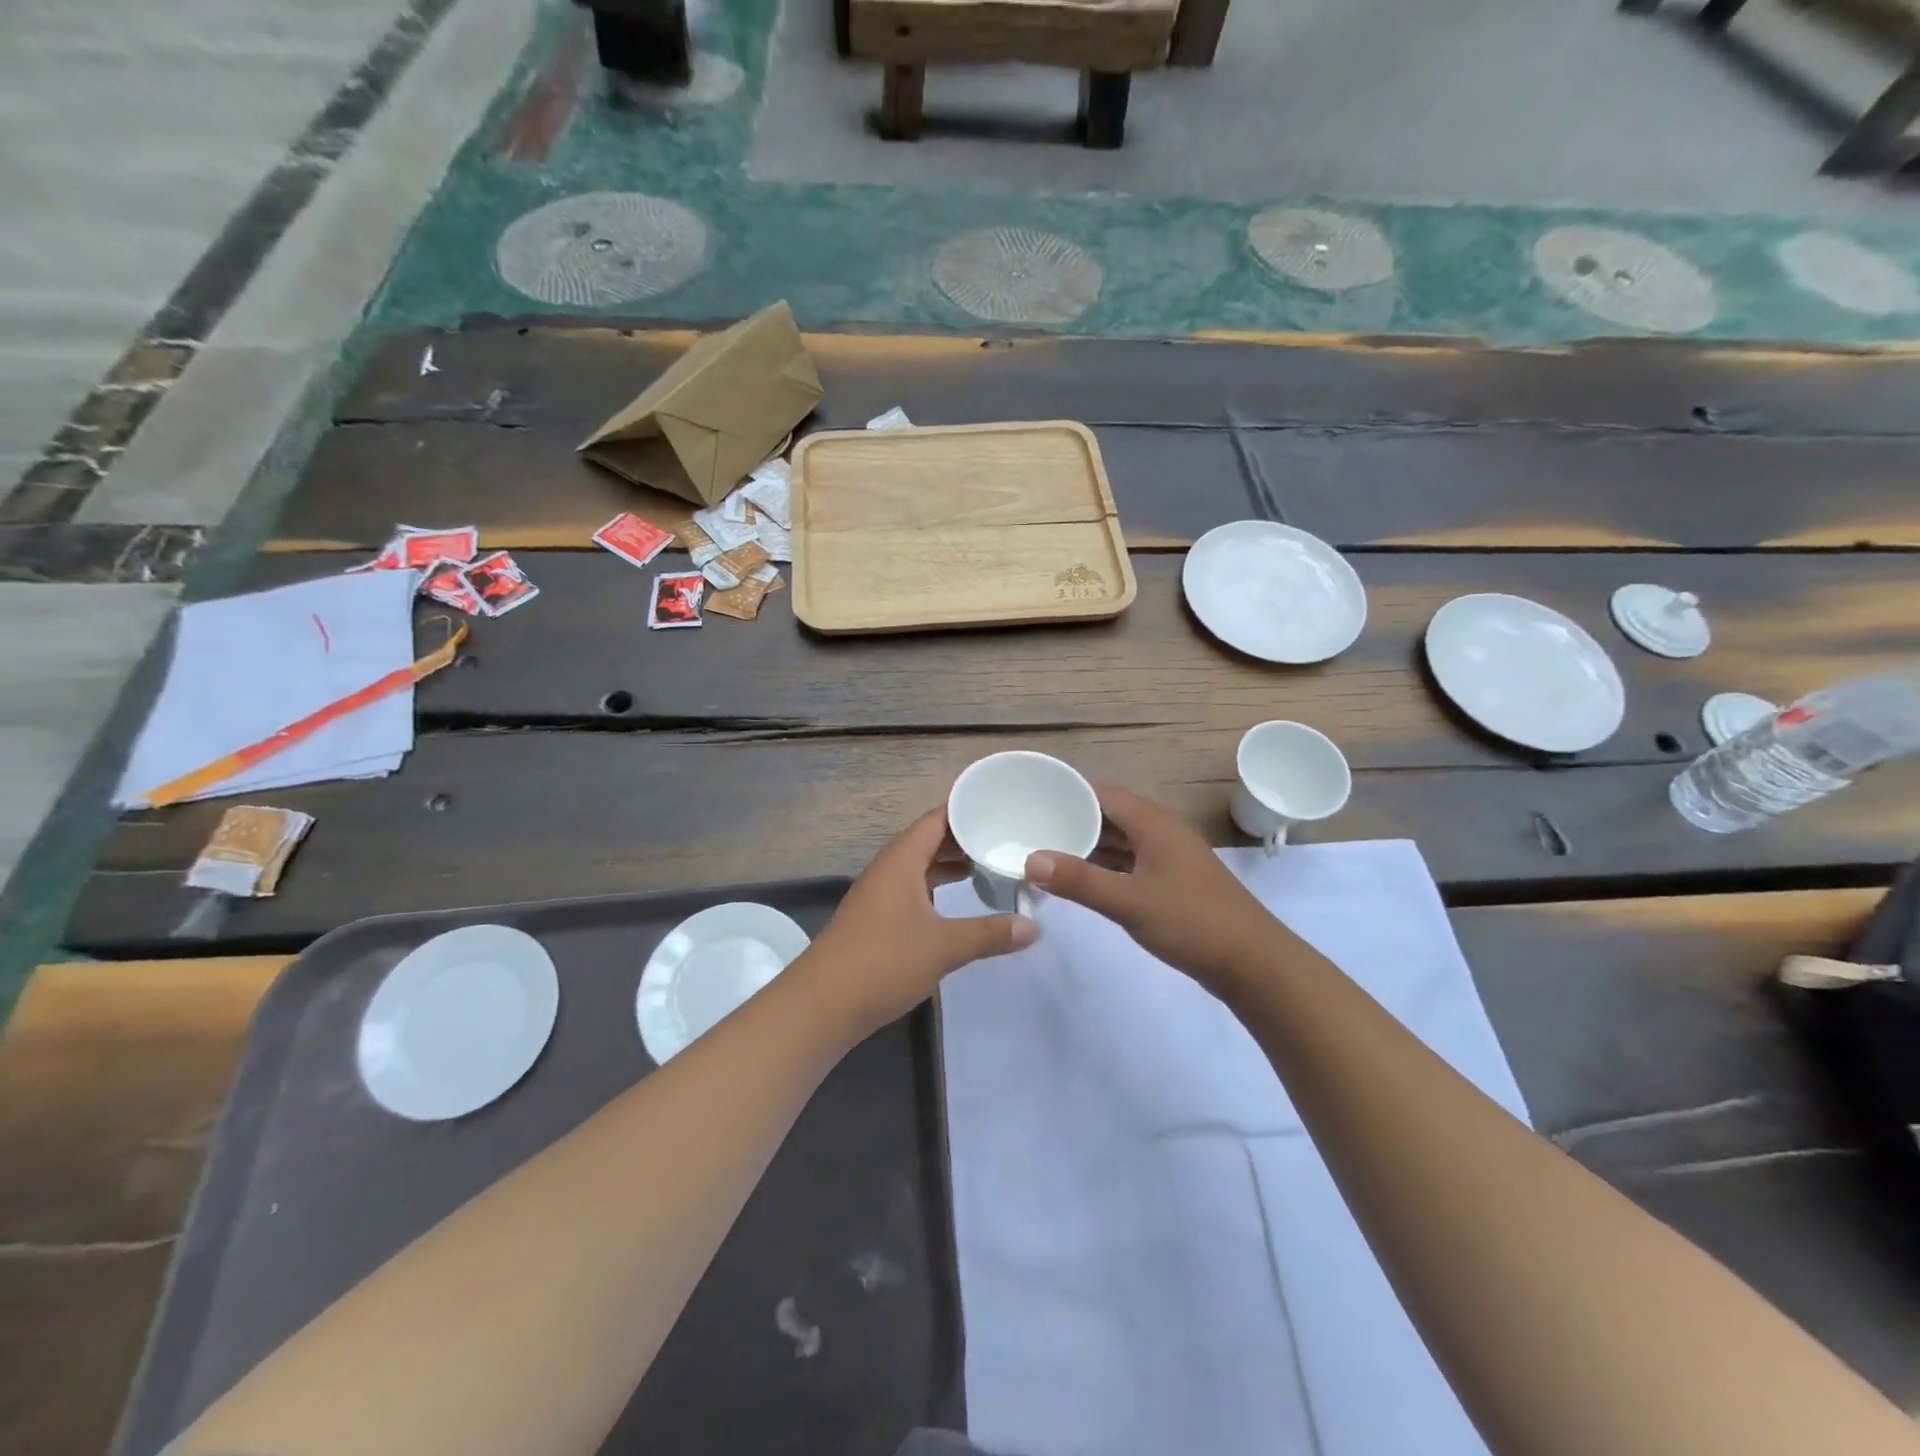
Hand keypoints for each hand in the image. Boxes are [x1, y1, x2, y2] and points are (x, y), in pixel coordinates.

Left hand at [803, 807, 1036, 1038]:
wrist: (823, 1004)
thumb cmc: (883, 962)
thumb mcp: (944, 946)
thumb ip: (990, 934)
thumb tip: (1034, 927)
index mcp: (902, 859)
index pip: (937, 818)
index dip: (966, 808)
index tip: (1000, 803)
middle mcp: (889, 868)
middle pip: (930, 839)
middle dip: (965, 836)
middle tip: (1005, 834)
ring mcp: (881, 893)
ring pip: (921, 864)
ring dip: (951, 862)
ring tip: (989, 862)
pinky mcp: (878, 917)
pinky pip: (914, 886)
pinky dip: (938, 885)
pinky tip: (960, 898)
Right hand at [1028, 784, 1276, 992]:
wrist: (1253, 962)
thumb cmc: (1192, 922)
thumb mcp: (1130, 901)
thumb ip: (1079, 881)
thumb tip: (1030, 859)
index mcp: (1153, 823)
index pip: (1101, 794)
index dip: (1067, 795)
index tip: (1031, 802)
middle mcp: (1160, 832)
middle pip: (1108, 816)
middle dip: (1071, 822)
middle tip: (1029, 830)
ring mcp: (1168, 857)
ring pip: (1119, 841)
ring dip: (1087, 847)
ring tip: (1045, 854)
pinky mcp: (1171, 882)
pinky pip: (1129, 863)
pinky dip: (1104, 868)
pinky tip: (1080, 882)